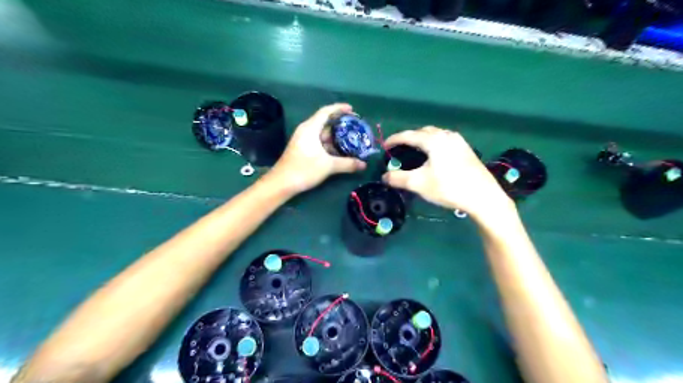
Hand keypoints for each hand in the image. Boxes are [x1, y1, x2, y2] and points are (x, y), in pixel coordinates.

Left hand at [266, 103, 365, 193]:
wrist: (282, 183)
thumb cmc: (304, 169)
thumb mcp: (328, 166)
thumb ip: (347, 164)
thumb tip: (364, 165)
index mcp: (310, 128)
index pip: (326, 111)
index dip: (339, 108)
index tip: (352, 109)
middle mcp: (306, 130)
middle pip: (324, 121)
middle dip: (340, 123)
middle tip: (355, 127)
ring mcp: (303, 140)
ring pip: (321, 133)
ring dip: (335, 136)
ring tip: (350, 139)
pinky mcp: (302, 149)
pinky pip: (318, 141)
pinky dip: (328, 144)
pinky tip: (338, 151)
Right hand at [383, 126, 511, 221]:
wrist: (483, 196)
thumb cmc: (448, 187)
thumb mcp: (419, 184)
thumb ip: (398, 178)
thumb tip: (384, 176)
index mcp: (433, 140)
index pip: (408, 135)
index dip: (394, 139)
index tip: (384, 146)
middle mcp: (446, 135)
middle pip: (422, 131)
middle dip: (409, 138)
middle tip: (399, 149)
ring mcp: (459, 141)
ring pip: (435, 135)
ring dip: (422, 140)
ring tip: (415, 152)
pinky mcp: (466, 149)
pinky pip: (444, 140)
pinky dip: (434, 144)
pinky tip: (434, 157)